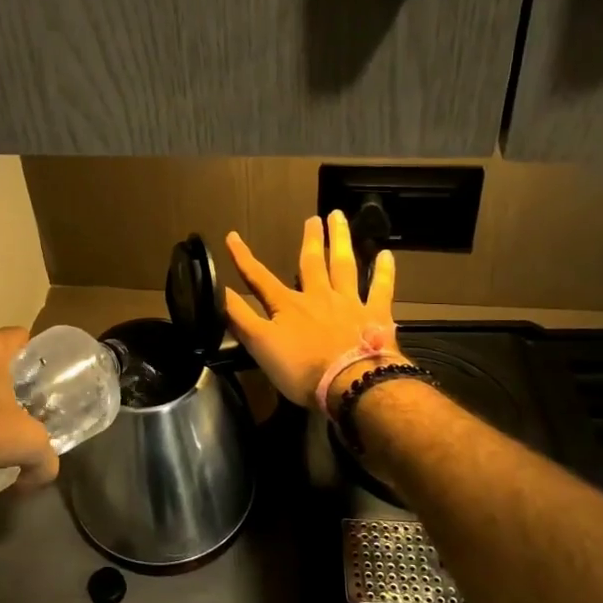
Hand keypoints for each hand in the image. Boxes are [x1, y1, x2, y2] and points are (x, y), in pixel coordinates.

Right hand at [224, 212, 400, 408]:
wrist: (352, 384)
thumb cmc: (302, 369)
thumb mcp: (260, 345)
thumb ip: (238, 317)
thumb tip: (216, 291)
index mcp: (288, 306)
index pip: (259, 278)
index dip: (243, 258)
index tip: (231, 236)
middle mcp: (318, 297)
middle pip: (311, 263)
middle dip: (309, 240)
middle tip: (313, 217)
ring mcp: (349, 304)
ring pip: (344, 266)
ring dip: (340, 241)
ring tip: (339, 218)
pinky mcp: (375, 316)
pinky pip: (381, 289)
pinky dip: (384, 272)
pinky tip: (386, 255)